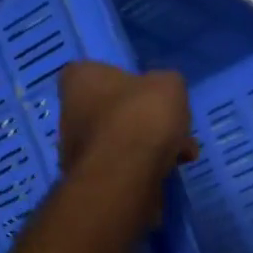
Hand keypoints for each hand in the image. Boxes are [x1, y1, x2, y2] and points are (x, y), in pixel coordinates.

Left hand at [59, 62, 198, 186]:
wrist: (125, 177)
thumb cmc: (141, 117)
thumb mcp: (169, 85)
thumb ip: (166, 84)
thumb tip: (162, 95)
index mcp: (80, 79)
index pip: (98, 72)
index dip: (128, 81)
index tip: (151, 93)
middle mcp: (70, 112)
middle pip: (114, 110)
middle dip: (147, 120)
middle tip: (175, 128)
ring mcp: (78, 150)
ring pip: (122, 141)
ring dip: (151, 146)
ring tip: (182, 154)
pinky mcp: (93, 180)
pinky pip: (123, 167)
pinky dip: (145, 168)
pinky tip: (170, 171)